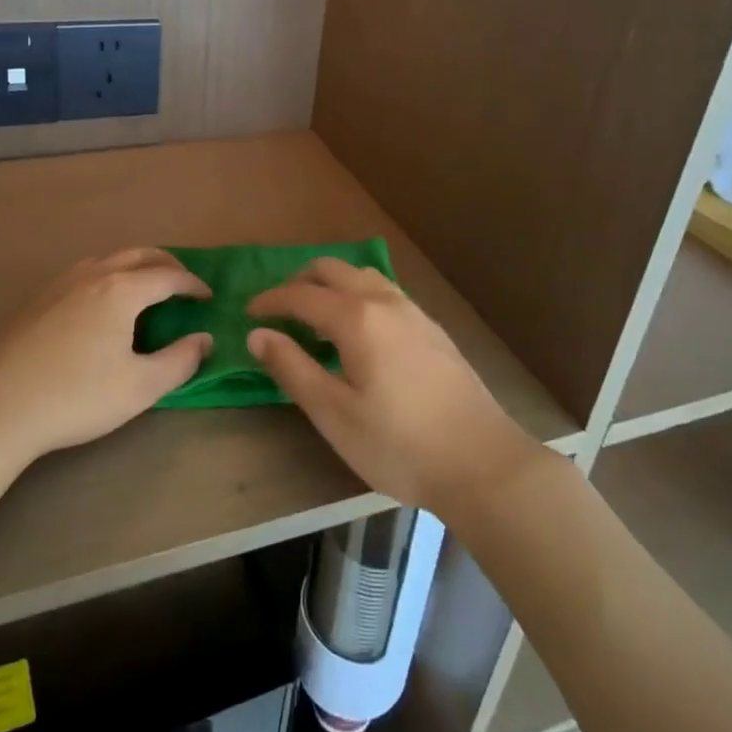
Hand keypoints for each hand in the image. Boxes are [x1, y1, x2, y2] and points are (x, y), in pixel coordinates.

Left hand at [0, 249, 212, 463]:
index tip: (207, 298)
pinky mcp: (39, 298)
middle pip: (139, 254)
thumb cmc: (76, 396)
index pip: (168, 276)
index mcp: (121, 290)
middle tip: (183, 283)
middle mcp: (93, 274)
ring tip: (146, 288)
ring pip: (108, 259)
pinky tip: (102, 304)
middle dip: (167, 264)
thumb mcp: (140, 387)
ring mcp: (61, 283)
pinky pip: (85, 272)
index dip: (193, 285)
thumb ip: (179, 361)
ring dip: (135, 265)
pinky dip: (108, 275)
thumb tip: (204, 339)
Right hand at [246, 258, 542, 514]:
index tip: (249, 313)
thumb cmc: (399, 444)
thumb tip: (258, 334)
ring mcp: (415, 312)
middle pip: (334, 269)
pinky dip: (359, 295)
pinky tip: (361, 332)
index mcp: (357, 318)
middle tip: (280, 309)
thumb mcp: (334, 414)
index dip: (271, 300)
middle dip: (300, 281)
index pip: (302, 294)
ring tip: (317, 318)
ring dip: (333, 285)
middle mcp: (386, 301)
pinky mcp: (433, 329)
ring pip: (364, 276)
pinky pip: (385, 292)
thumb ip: (293, 368)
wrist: (482, 462)